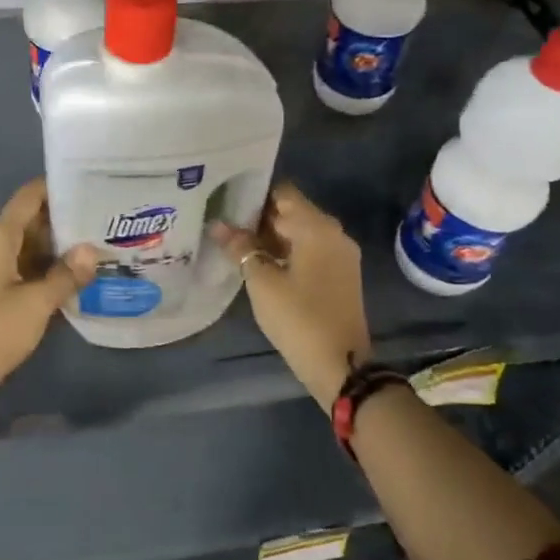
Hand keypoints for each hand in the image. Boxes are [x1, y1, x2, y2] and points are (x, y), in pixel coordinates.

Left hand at [0, 179, 97, 454]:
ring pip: (34, 247)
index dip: (59, 186)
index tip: (94, 182)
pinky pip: (29, 269)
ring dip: (63, 247)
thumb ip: (66, 274)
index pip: (30, 196)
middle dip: (69, 218)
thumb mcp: (36, 304)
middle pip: (34, 220)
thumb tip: (92, 248)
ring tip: (104, 243)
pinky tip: (81, 276)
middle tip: (109, 217)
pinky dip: (52, 269)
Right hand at [213, 183, 370, 410]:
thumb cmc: (299, 318)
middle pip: (292, 212)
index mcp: (317, 227)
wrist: (341, 365)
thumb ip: (241, 248)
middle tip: (224, 225)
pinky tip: (260, 264)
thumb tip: (219, 225)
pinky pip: (310, 252)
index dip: (254, 195)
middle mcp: (334, 233)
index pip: (283, 194)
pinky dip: (287, 253)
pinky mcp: (340, 275)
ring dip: (271, 237)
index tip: (226, 202)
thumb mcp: (262, 282)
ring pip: (300, 233)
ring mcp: (341, 255)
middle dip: (259, 218)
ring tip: (235, 245)